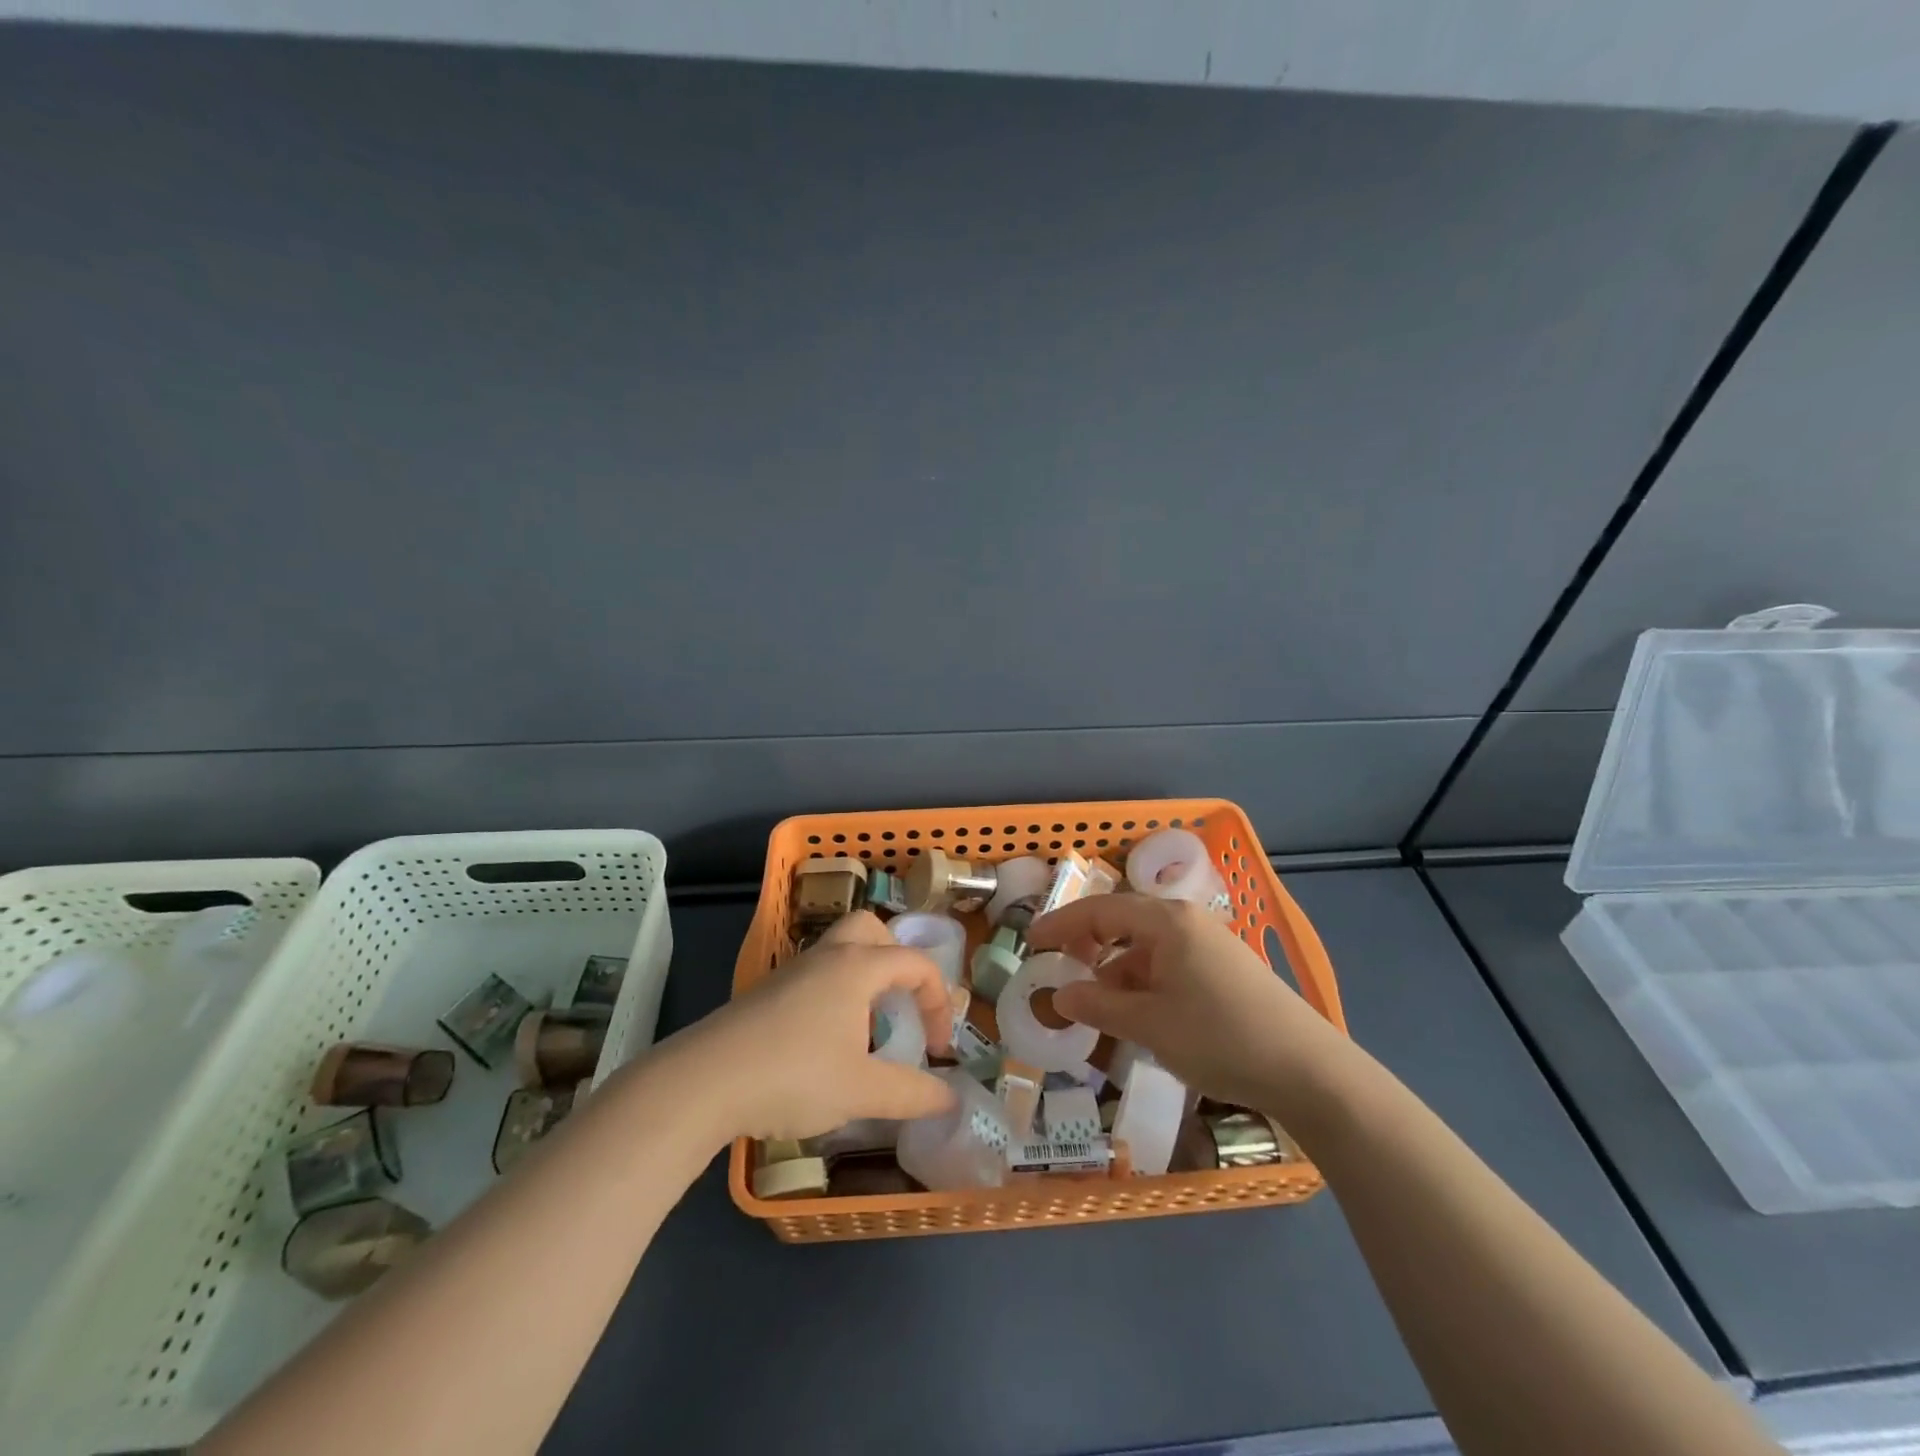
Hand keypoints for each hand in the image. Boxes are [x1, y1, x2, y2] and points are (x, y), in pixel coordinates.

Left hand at [673, 911, 956, 1141]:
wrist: (704, 1081)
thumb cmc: (794, 1075)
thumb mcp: (862, 1091)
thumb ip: (912, 1093)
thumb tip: (949, 1099)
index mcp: (858, 966)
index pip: (916, 963)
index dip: (939, 1001)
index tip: (938, 1049)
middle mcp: (827, 956)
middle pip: (871, 930)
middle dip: (896, 960)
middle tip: (901, 1003)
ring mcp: (791, 971)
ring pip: (839, 950)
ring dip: (864, 977)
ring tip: (867, 1027)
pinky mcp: (766, 992)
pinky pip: (814, 975)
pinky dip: (834, 992)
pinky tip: (825, 1042)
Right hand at [1028, 896, 1343, 1112]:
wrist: (1308, 1071)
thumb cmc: (1219, 1037)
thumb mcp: (1149, 1025)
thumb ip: (1099, 1006)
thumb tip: (1060, 995)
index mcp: (1166, 922)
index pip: (1100, 911)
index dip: (1061, 925)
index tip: (1030, 943)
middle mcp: (1186, 922)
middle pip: (1123, 924)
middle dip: (1088, 947)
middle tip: (1059, 972)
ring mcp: (1209, 945)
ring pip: (1146, 950)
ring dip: (1116, 973)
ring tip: (1096, 1008)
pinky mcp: (1225, 971)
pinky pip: (1169, 966)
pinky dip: (1144, 985)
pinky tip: (1138, 1017)